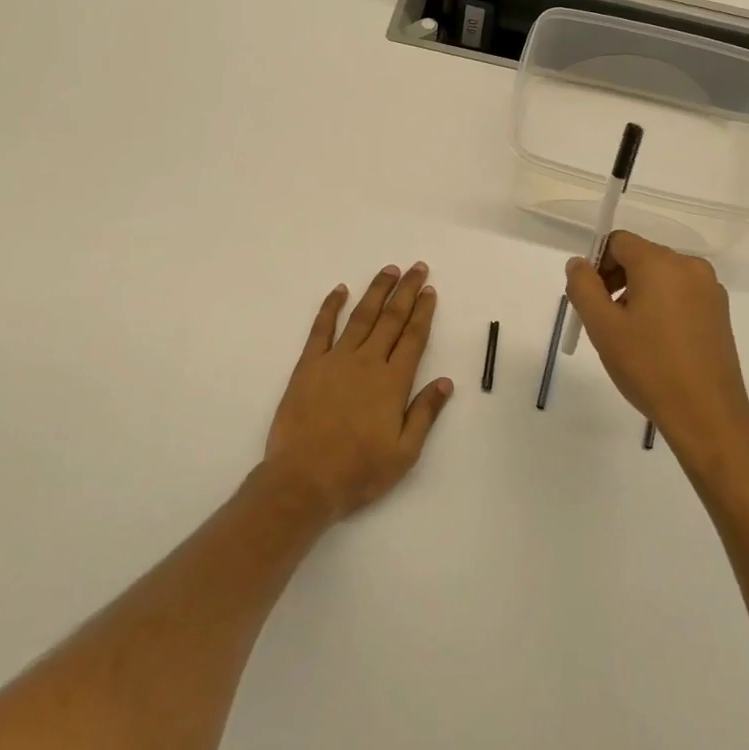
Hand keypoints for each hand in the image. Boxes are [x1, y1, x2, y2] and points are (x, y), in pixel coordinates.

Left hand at [262, 263, 453, 523]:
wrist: (303, 482)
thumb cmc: (358, 472)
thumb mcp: (404, 453)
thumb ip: (425, 413)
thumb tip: (445, 381)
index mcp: (393, 382)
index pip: (414, 337)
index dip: (423, 312)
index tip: (430, 290)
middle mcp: (367, 362)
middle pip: (391, 318)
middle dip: (406, 291)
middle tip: (417, 267)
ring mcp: (336, 360)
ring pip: (361, 316)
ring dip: (376, 291)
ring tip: (389, 270)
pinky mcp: (308, 365)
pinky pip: (321, 328)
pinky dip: (331, 306)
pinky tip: (340, 290)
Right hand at [565, 232, 748, 465]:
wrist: (707, 415)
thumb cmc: (649, 367)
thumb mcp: (603, 326)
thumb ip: (583, 286)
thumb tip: (578, 263)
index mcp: (660, 262)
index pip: (619, 242)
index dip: (597, 264)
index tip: (591, 299)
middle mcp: (690, 266)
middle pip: (641, 256)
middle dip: (617, 280)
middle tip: (605, 320)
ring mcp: (710, 289)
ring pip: (661, 277)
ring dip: (639, 294)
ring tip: (631, 335)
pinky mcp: (720, 312)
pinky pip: (681, 294)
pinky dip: (663, 306)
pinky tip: (657, 343)